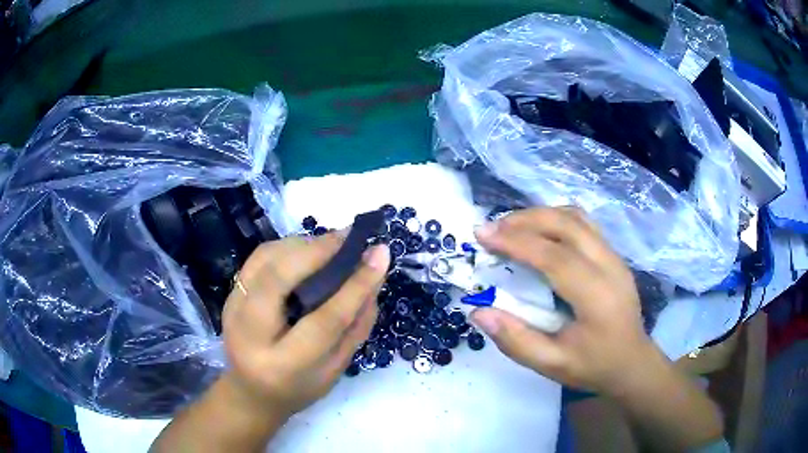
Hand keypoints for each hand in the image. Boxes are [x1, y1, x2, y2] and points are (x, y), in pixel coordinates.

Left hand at [221, 232, 389, 416]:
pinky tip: (307, 252)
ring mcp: (233, 310)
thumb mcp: (336, 369)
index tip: (381, 253)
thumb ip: (356, 327)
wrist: (251, 392)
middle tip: (350, 237)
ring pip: (264, 260)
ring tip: (331, 245)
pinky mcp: (229, 295)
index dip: (355, 285)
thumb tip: (374, 277)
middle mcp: (250, 335)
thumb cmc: (299, 388)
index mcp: (284, 366)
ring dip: (301, 245)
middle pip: (279, 279)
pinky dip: (286, 247)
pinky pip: (258, 258)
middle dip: (318, 250)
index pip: (324, 320)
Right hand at [471, 207, 657, 395]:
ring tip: (510, 227)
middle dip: (525, 219)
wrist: (632, 362)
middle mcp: (609, 266)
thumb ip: (516, 340)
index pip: (554, 256)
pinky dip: (556, 219)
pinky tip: (539, 232)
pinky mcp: (613, 254)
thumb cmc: (593, 366)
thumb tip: (479, 312)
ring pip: (577, 217)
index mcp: (596, 296)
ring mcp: (614, 256)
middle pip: (567, 224)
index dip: (516, 242)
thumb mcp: (552, 365)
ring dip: (540, 215)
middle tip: (492, 229)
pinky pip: (583, 224)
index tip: (483, 234)